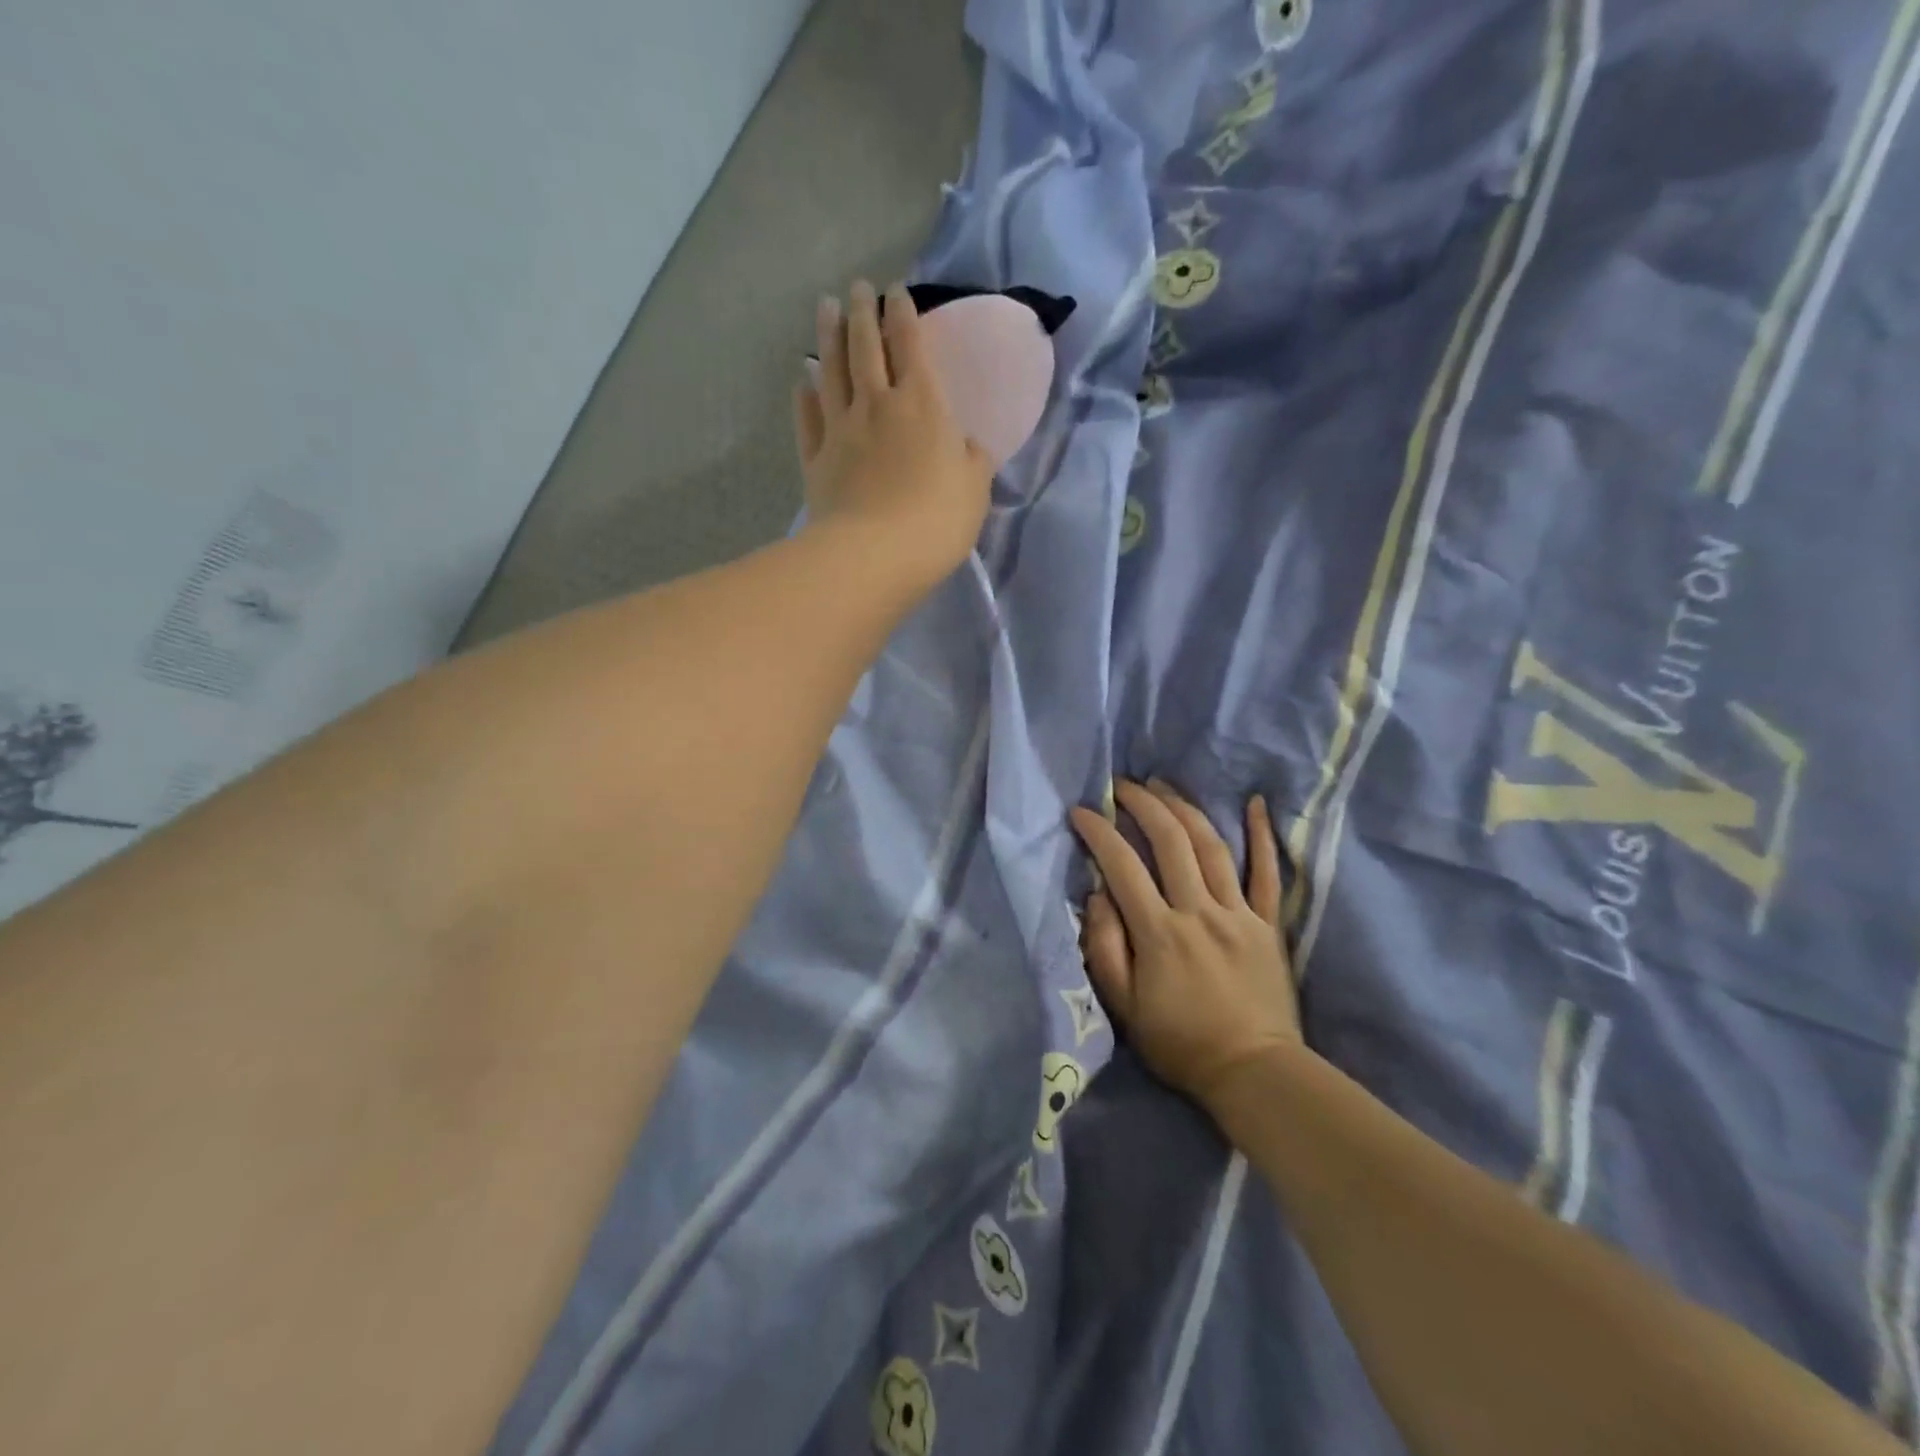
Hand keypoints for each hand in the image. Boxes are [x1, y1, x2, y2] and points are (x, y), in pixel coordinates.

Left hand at [795, 280, 993, 587]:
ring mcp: (840, 430)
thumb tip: (966, 445)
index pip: (911, 345)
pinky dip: (805, 394)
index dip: (904, 314)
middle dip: (863, 312)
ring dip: (828, 336)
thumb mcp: (975, 490)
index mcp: (922, 405)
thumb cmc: (936, 521)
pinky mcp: (816, 459)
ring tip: (825, 306)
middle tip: (857, 287)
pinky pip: (808, 418)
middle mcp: (877, 404)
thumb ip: (972, 460)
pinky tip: (802, 379)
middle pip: (866, 347)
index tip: (896, 291)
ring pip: (832, 371)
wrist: (874, 555)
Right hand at [1069, 779, 1300, 1114]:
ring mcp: (1238, 914)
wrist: (1254, 1072)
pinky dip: (1262, 836)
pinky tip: (1256, 803)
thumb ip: (1104, 947)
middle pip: (1169, 841)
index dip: (1099, 832)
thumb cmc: (1180, 1043)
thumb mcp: (1124, 1007)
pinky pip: (1268, 873)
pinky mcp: (1268, 924)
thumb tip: (1097, 894)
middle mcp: (1198, 911)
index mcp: (1159, 932)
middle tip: (1122, 784)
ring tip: (1163, 784)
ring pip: (1211, 846)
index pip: (1122, 866)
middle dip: (1142, 804)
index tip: (1081, 811)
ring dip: (1185, 808)